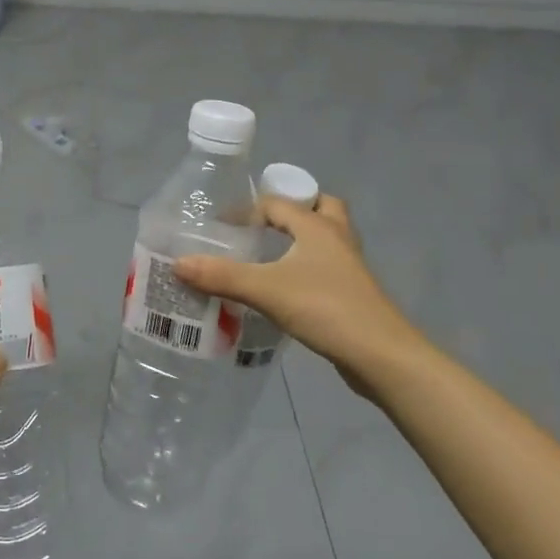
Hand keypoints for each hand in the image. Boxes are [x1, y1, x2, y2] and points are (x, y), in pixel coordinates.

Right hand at [175, 193, 428, 400]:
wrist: (380, 355)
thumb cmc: (325, 309)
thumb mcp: (265, 290)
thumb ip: (222, 275)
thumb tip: (179, 262)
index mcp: (317, 226)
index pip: (278, 203)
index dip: (249, 209)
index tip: (222, 227)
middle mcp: (337, 237)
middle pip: (319, 207)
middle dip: (293, 211)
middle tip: (262, 227)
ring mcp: (349, 266)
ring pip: (327, 238)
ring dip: (302, 239)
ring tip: (271, 254)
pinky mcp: (353, 293)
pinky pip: (328, 266)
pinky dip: (308, 267)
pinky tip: (286, 288)